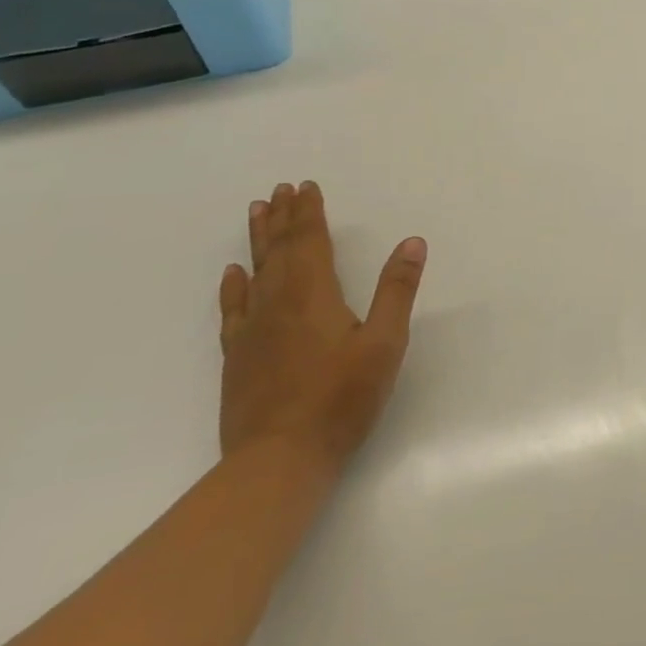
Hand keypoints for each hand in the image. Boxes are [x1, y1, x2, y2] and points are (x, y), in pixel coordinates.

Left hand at [217, 181, 426, 467]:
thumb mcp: (385, 342)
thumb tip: (412, 242)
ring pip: (254, 273)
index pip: (310, 242)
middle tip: (280, 189)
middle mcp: (277, 304)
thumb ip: (397, 290)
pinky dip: (233, 287)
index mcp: (314, 296)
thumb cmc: (342, 398)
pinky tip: (233, 274)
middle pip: (278, 251)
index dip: (309, 213)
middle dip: (282, 218)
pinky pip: (233, 309)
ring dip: (257, 241)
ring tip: (256, 212)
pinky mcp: (238, 357)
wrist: (278, 459)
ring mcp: (252, 331)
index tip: (306, 186)